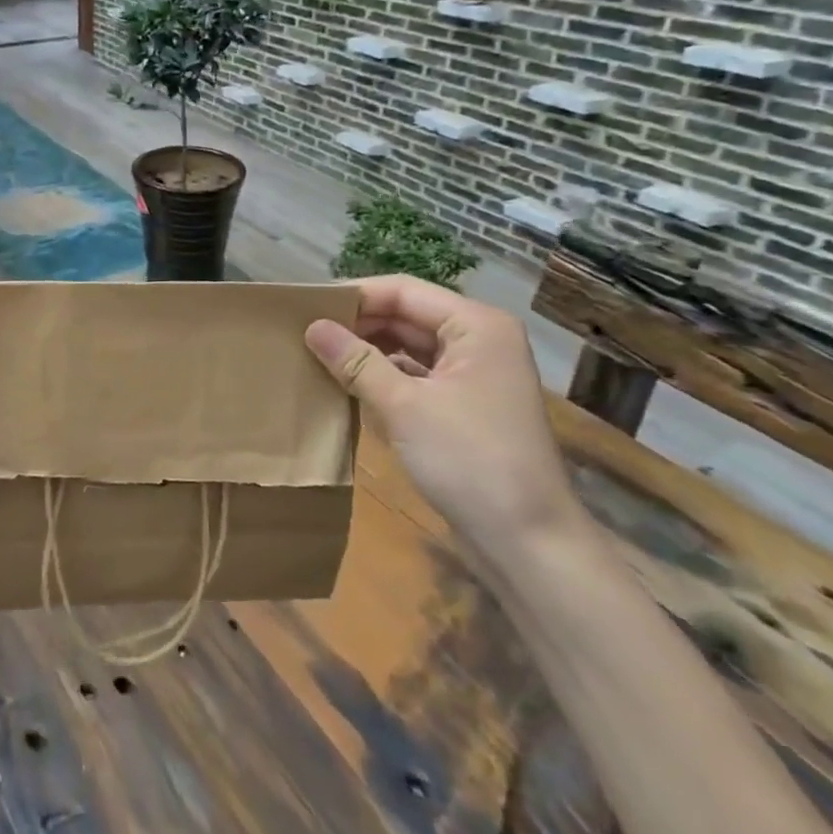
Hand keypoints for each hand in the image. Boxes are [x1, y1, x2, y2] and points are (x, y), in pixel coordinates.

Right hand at [305, 276, 585, 565]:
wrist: (528, 542)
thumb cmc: (469, 460)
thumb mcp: (404, 406)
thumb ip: (356, 361)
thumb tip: (312, 327)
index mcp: (476, 325)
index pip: (403, 291)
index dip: (354, 296)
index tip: (306, 307)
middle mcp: (478, 340)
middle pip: (407, 315)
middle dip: (358, 324)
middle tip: (304, 332)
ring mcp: (474, 374)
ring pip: (409, 346)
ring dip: (367, 351)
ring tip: (317, 354)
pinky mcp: (465, 405)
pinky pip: (416, 375)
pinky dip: (383, 376)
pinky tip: (347, 384)